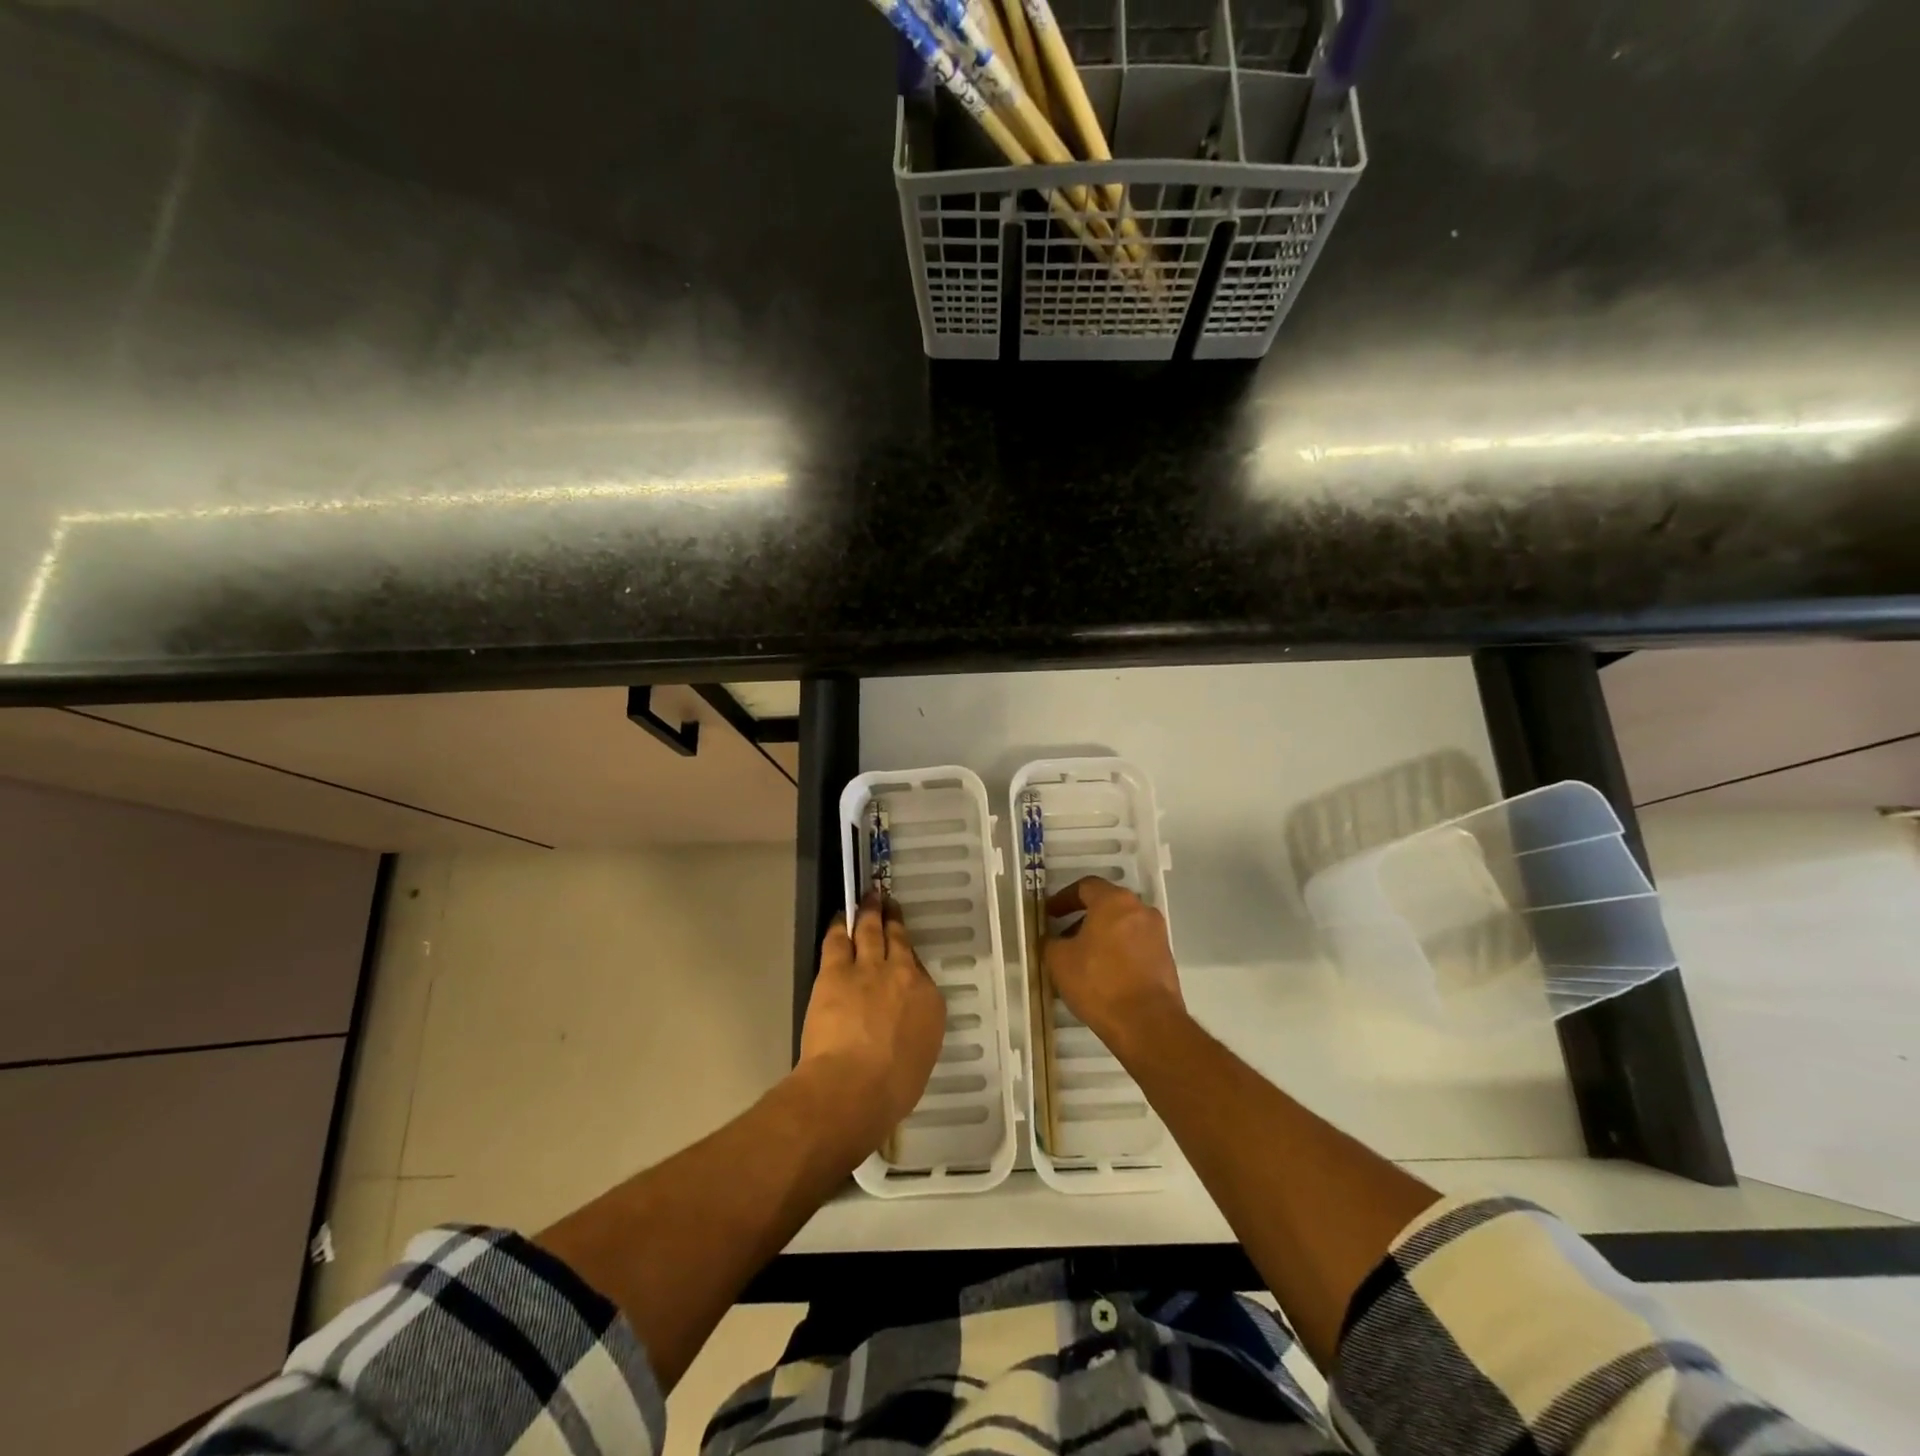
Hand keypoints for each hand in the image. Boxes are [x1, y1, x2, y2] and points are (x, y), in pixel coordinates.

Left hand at [800, 893, 944, 1151]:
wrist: (854, 1085)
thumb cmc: (892, 1089)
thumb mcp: (919, 1061)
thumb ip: (914, 1035)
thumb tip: (903, 1030)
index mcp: (929, 1002)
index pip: (919, 972)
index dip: (908, 960)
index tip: (903, 955)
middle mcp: (904, 976)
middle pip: (899, 941)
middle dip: (894, 920)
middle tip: (890, 903)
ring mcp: (870, 968)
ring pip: (871, 931)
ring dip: (870, 912)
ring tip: (870, 897)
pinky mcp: (837, 970)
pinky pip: (839, 940)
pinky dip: (840, 926)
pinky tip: (841, 918)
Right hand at [1044, 878, 1186, 1062]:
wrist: (1147, 1024)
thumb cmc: (1099, 983)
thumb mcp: (1059, 961)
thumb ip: (1051, 942)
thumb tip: (1052, 939)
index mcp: (1114, 901)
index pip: (1085, 886)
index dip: (1063, 899)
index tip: (1049, 914)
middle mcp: (1141, 910)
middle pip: (1106, 905)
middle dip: (1082, 918)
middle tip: (1063, 936)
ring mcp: (1157, 934)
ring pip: (1122, 926)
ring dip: (1101, 936)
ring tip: (1081, 959)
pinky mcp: (1165, 958)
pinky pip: (1135, 945)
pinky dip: (1117, 951)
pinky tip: (1103, 974)